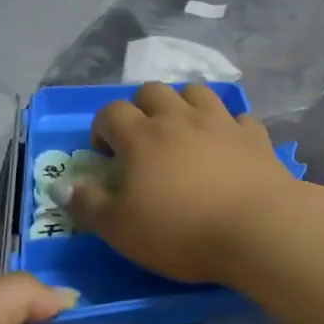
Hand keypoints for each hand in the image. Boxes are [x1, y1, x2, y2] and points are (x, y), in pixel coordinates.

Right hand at [66, 82, 297, 283]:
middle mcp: (179, 118)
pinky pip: (238, 117)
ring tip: (183, 132)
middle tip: (142, 140)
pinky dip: (227, 125)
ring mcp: (221, 122)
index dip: (102, 128)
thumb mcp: (121, 230)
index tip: (105, 155)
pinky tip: (227, 145)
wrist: (257, 228)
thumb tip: (66, 186)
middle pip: (153, 91)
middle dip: (140, 108)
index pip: (111, 112)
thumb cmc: (181, 232)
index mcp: (142, 136)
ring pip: (196, 92)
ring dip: (183, 104)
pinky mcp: (254, 135)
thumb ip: (89, 206)